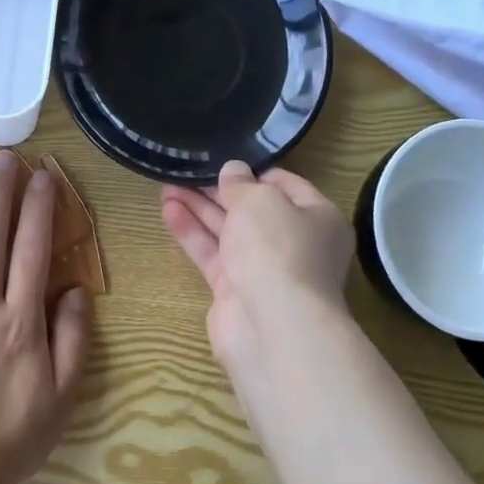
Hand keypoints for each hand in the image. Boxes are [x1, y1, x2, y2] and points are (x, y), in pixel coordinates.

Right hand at [161, 160, 353, 368]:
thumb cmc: (277, 249)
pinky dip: (192, 233)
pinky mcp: (234, 290)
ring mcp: (263, 269)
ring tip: (166, 184)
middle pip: (251, 209)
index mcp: (317, 217)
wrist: (272, 325)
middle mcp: (293, 242)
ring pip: (227, 231)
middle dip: (218, 190)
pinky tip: (168, 211)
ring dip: (199, 208)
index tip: (222, 158)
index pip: (284, 185)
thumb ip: (241, 183)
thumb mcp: (260, 201)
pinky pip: (212, 254)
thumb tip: (233, 171)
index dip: (252, 170)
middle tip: (185, 170)